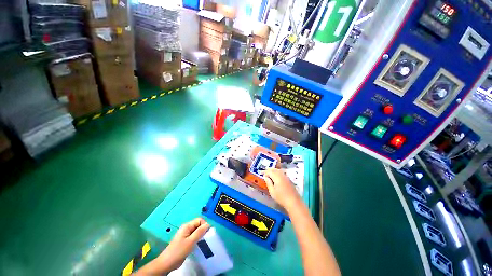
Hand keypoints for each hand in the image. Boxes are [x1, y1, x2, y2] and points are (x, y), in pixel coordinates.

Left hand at [156, 218, 209, 270]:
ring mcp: (186, 234)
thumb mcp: (191, 241)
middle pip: (198, 224)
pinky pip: (194, 236)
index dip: (204, 225)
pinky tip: (199, 244)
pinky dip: (198, 238)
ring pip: (197, 231)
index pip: (200, 220)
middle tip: (206, 238)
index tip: (207, 233)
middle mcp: (187, 228)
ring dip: (201, 235)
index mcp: (187, 226)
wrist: (167, 263)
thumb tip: (208, 224)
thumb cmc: (179, 251)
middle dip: (203, 230)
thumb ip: (199, 232)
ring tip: (203, 242)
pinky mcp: (186, 240)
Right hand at [264, 168, 300, 209]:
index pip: (269, 172)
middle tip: (264, 171)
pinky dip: (277, 172)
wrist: (294, 202)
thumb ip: (268, 183)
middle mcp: (282, 175)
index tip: (261, 173)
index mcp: (277, 177)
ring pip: (279, 171)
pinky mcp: (289, 180)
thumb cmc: (281, 198)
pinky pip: (282, 173)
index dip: (265, 172)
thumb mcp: (272, 192)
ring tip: (269, 173)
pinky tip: (276, 176)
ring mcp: (286, 177)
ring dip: (273, 170)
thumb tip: (266, 177)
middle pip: (274, 169)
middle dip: (269, 170)